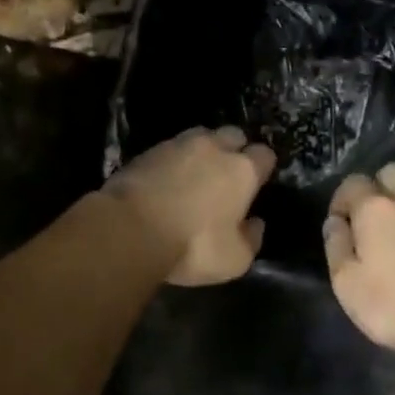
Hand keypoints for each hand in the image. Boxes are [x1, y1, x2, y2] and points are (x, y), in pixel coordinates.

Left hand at [106, 126, 275, 285]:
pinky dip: (172, 161)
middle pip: (233, 135)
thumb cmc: (192, 245)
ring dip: (202, 151)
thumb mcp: (233, 259)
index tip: (257, 182)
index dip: (262, 167)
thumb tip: (255, 224)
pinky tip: (166, 180)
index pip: (264, 154)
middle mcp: (213, 147)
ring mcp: (177, 145)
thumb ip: (251, 239)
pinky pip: (169, 149)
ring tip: (195, 174)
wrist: (130, 228)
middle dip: (234, 149)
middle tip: (227, 174)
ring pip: (200, 136)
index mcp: (242, 170)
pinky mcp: (147, 151)